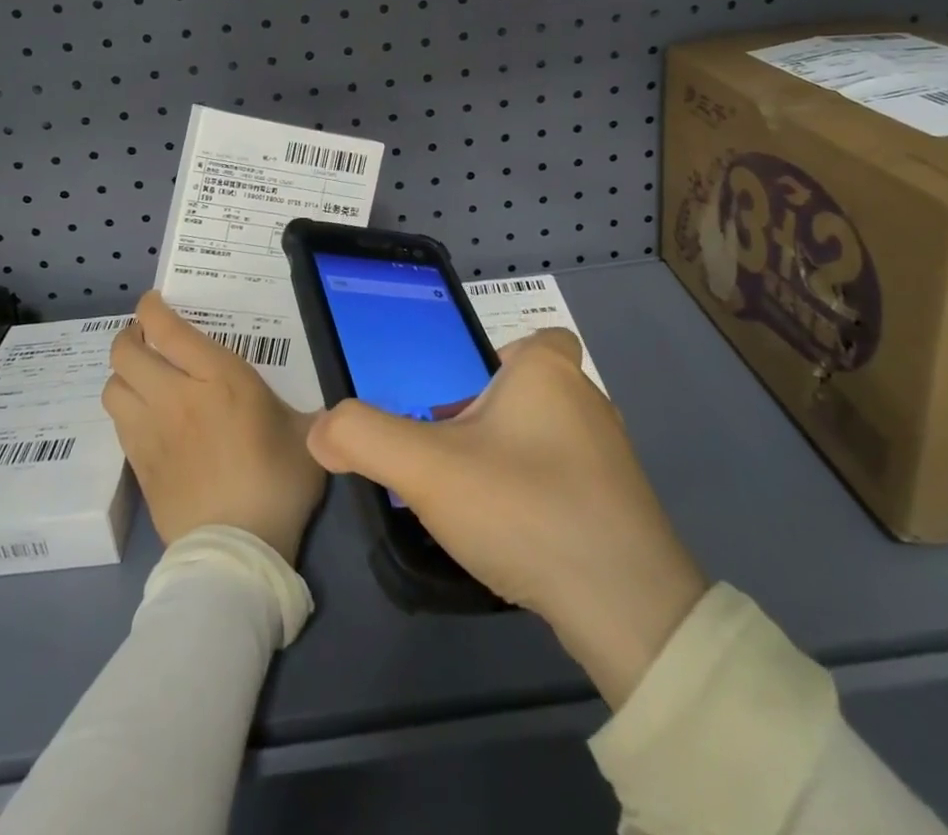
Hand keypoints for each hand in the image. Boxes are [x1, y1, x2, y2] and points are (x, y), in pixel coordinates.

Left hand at [103, 291, 326, 562]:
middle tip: (147, 338)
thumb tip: (330, 417)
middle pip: (126, 353)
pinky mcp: (139, 467)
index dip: (151, 309)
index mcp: (218, 379)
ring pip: (112, 387)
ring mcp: (151, 433)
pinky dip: (126, 409)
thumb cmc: (277, 483)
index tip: (154, 303)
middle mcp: (175, 397)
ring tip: (142, 375)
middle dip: (130, 337)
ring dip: (122, 374)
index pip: (167, 330)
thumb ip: (310, 414)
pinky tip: (146, 416)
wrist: (237, 551)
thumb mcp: (307, 436)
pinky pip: (119, 424)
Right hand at [307, 330, 706, 708]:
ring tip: (475, 502)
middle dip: (488, 418)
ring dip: (510, 460)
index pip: (535, 340)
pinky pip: (567, 482)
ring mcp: (611, 457)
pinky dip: (537, 497)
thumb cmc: (524, 507)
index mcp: (548, 371)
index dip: (498, 362)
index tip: (461, 401)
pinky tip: (515, 536)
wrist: (627, 607)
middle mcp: (588, 401)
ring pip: (546, 438)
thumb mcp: (426, 468)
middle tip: (449, 457)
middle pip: (529, 392)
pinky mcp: (622, 507)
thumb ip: (364, 437)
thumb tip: (321, 429)